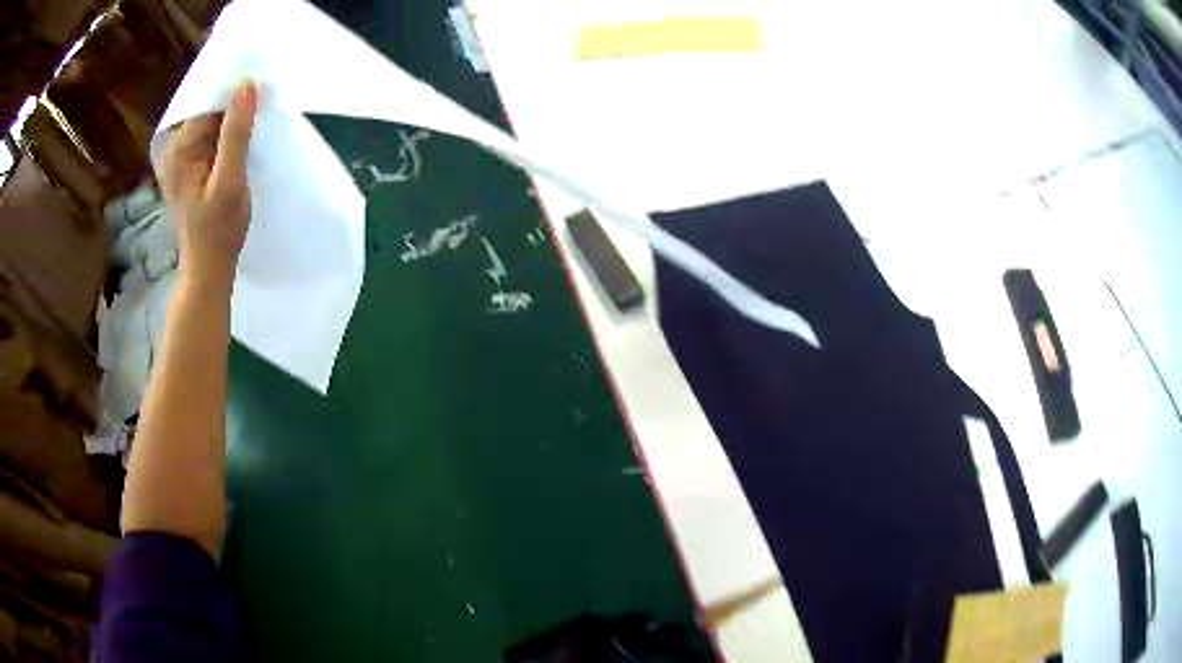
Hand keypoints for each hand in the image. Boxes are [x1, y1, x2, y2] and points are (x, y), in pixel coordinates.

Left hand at [161, 80, 257, 293]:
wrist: (209, 269)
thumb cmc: (218, 230)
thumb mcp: (230, 181)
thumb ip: (236, 133)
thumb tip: (246, 84)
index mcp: (179, 150)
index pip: (206, 102)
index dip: (232, 89)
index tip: (260, 77)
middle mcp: (175, 149)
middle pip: (206, 109)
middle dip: (232, 100)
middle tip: (264, 89)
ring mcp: (181, 158)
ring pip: (210, 121)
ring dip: (232, 114)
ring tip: (258, 107)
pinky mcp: (190, 166)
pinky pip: (210, 136)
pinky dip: (228, 130)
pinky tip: (244, 131)